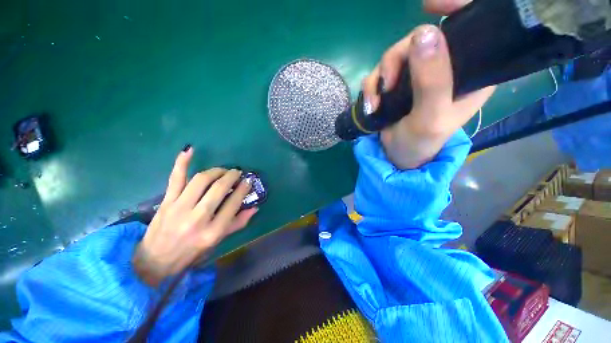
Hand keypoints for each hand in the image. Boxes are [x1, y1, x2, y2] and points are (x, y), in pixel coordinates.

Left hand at [133, 146, 257, 286]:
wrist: (156, 260)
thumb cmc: (191, 252)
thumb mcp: (218, 241)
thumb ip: (238, 223)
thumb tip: (254, 208)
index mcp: (213, 231)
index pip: (234, 203)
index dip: (244, 189)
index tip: (248, 181)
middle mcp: (198, 218)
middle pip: (219, 188)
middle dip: (231, 176)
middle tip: (237, 172)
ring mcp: (180, 207)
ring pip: (201, 180)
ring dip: (216, 171)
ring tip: (223, 170)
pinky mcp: (166, 201)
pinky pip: (175, 178)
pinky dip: (182, 162)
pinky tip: (190, 150)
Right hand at [362, 0, 494, 168]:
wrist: (397, 155)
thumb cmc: (421, 143)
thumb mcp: (430, 117)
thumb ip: (432, 80)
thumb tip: (423, 34)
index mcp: (470, 72)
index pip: (473, 27)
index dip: (456, 7)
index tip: (430, 6)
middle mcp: (445, 67)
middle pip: (421, 38)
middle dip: (398, 58)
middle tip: (388, 84)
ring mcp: (418, 74)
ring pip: (395, 54)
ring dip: (380, 76)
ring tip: (377, 101)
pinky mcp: (397, 83)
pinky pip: (380, 71)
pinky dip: (371, 86)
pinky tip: (371, 104)